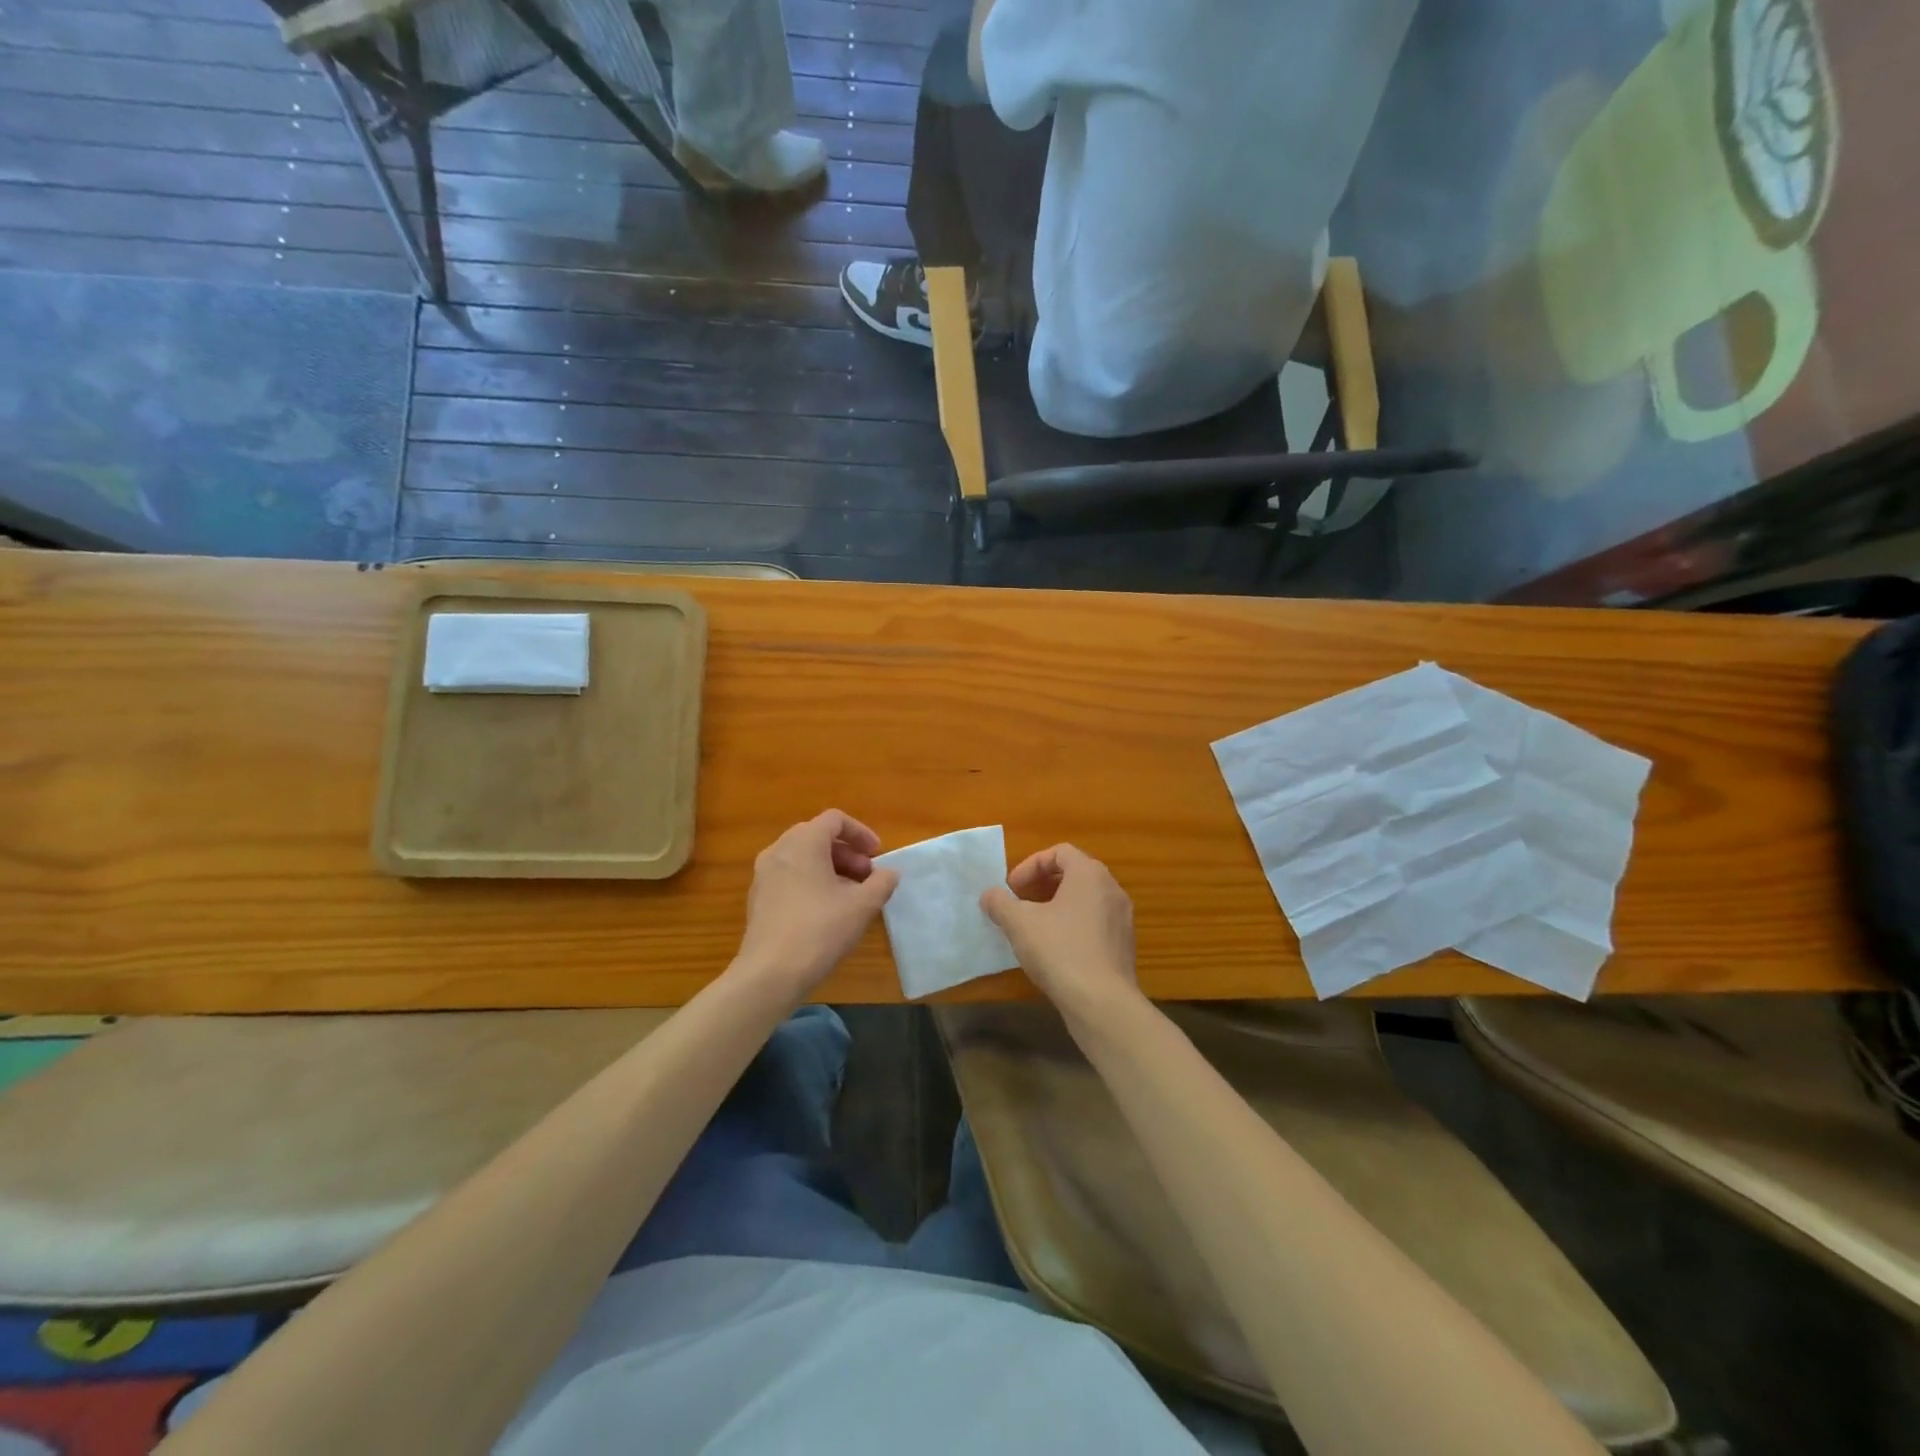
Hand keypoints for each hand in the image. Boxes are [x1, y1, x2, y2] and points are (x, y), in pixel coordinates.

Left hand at [734, 810, 898, 1000]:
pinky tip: (825, 911)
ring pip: (802, 857)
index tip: (877, 856)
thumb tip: (889, 873)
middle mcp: (779, 850)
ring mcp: (763, 874)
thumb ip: (882, 883)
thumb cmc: (820, 930)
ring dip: (830, 868)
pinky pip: (789, 876)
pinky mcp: (758, 898)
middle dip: (847, 852)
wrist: (770, 974)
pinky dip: (810, 881)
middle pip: (817, 836)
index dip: (861, 833)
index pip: (835, 820)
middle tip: (866, 876)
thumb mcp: (862, 906)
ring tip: (849, 895)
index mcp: (803, 842)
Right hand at [981, 844, 1136, 1015]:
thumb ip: (1000, 903)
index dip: (1030, 866)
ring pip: (1086, 900)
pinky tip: (1055, 952)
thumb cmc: (1059, 951)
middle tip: (1021, 904)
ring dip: (1058, 907)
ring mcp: (1122, 919)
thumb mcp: (1019, 924)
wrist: (1102, 1003)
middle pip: (1074, 874)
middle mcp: (1112, 889)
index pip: (1059, 852)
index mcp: (1089, 874)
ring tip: (1034, 928)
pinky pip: (1096, 924)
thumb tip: (989, 895)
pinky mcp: (1124, 946)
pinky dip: (1074, 927)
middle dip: (1043, 885)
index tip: (1012, 889)